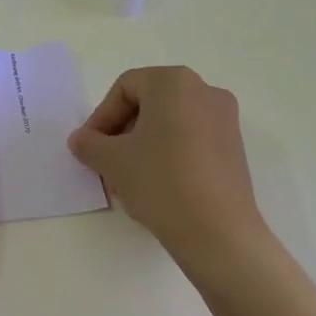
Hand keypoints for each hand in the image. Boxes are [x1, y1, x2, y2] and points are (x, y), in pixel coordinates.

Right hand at [68, 66, 267, 273]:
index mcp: (174, 82)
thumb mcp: (111, 160)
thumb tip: (81, 140)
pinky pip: (191, 140)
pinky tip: (156, 186)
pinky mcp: (235, 149)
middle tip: (105, 162)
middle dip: (121, 132)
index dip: (101, 117)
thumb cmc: (160, 181)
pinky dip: (168, 154)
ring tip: (127, 179)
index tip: (90, 147)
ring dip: (142, 146)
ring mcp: (224, 120)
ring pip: (169, 124)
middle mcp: (204, 91)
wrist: (218, 234)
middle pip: (148, 104)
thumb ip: (89, 143)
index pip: (124, 88)